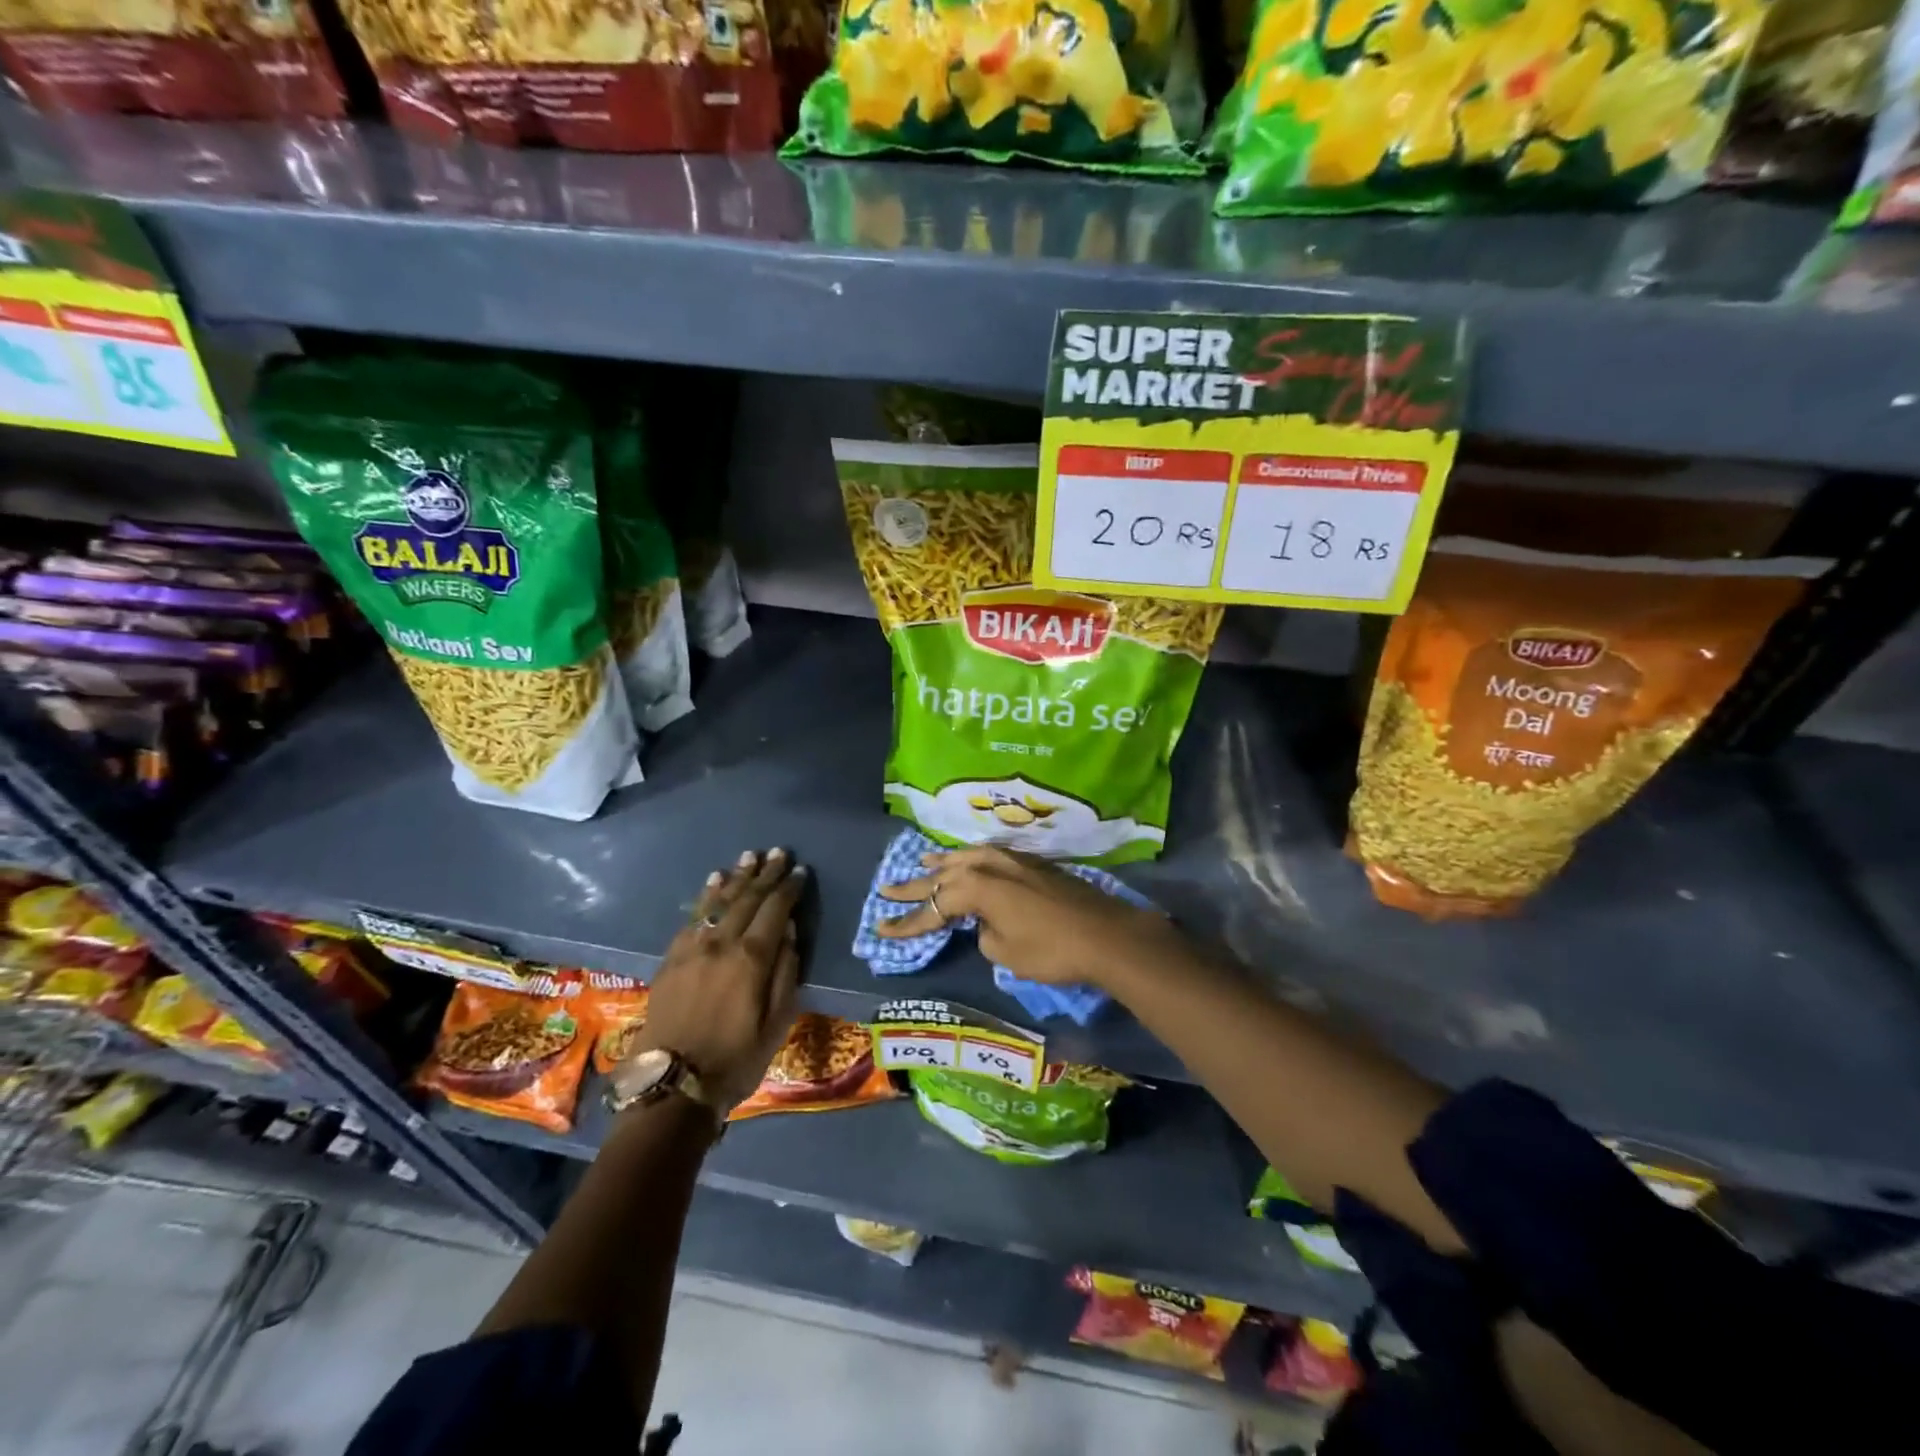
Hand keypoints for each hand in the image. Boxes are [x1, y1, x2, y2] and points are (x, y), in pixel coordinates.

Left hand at [632, 847, 805, 1108]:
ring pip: (718, 902)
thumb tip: (789, 931)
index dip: (789, 888)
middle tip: (778, 853)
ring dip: (736, 877)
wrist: (672, 1086)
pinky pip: (692, 918)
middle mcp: (721, 943)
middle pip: (747, 899)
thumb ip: (785, 972)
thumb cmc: (736, 1058)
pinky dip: (706, 896)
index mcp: (751, 958)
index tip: (800, 871)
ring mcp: (692, 949)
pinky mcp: (671, 959)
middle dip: (765, 874)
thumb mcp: (777, 1022)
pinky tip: (713, 883)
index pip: (775, 910)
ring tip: (748, 856)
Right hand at [875, 846, 1178, 988]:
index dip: (907, 923)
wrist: (1104, 933)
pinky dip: (970, 859)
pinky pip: (988, 856)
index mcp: (976, 888)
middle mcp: (988, 866)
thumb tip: (987, 924)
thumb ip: (985, 934)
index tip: (881, 931)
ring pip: (966, 858)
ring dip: (943, 863)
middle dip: (914, 886)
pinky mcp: (1031, 864)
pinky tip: (968, 861)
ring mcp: (1012, 860)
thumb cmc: (1051, 949)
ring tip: (923, 863)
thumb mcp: (1006, 953)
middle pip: (943, 875)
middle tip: (886, 889)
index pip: (933, 907)